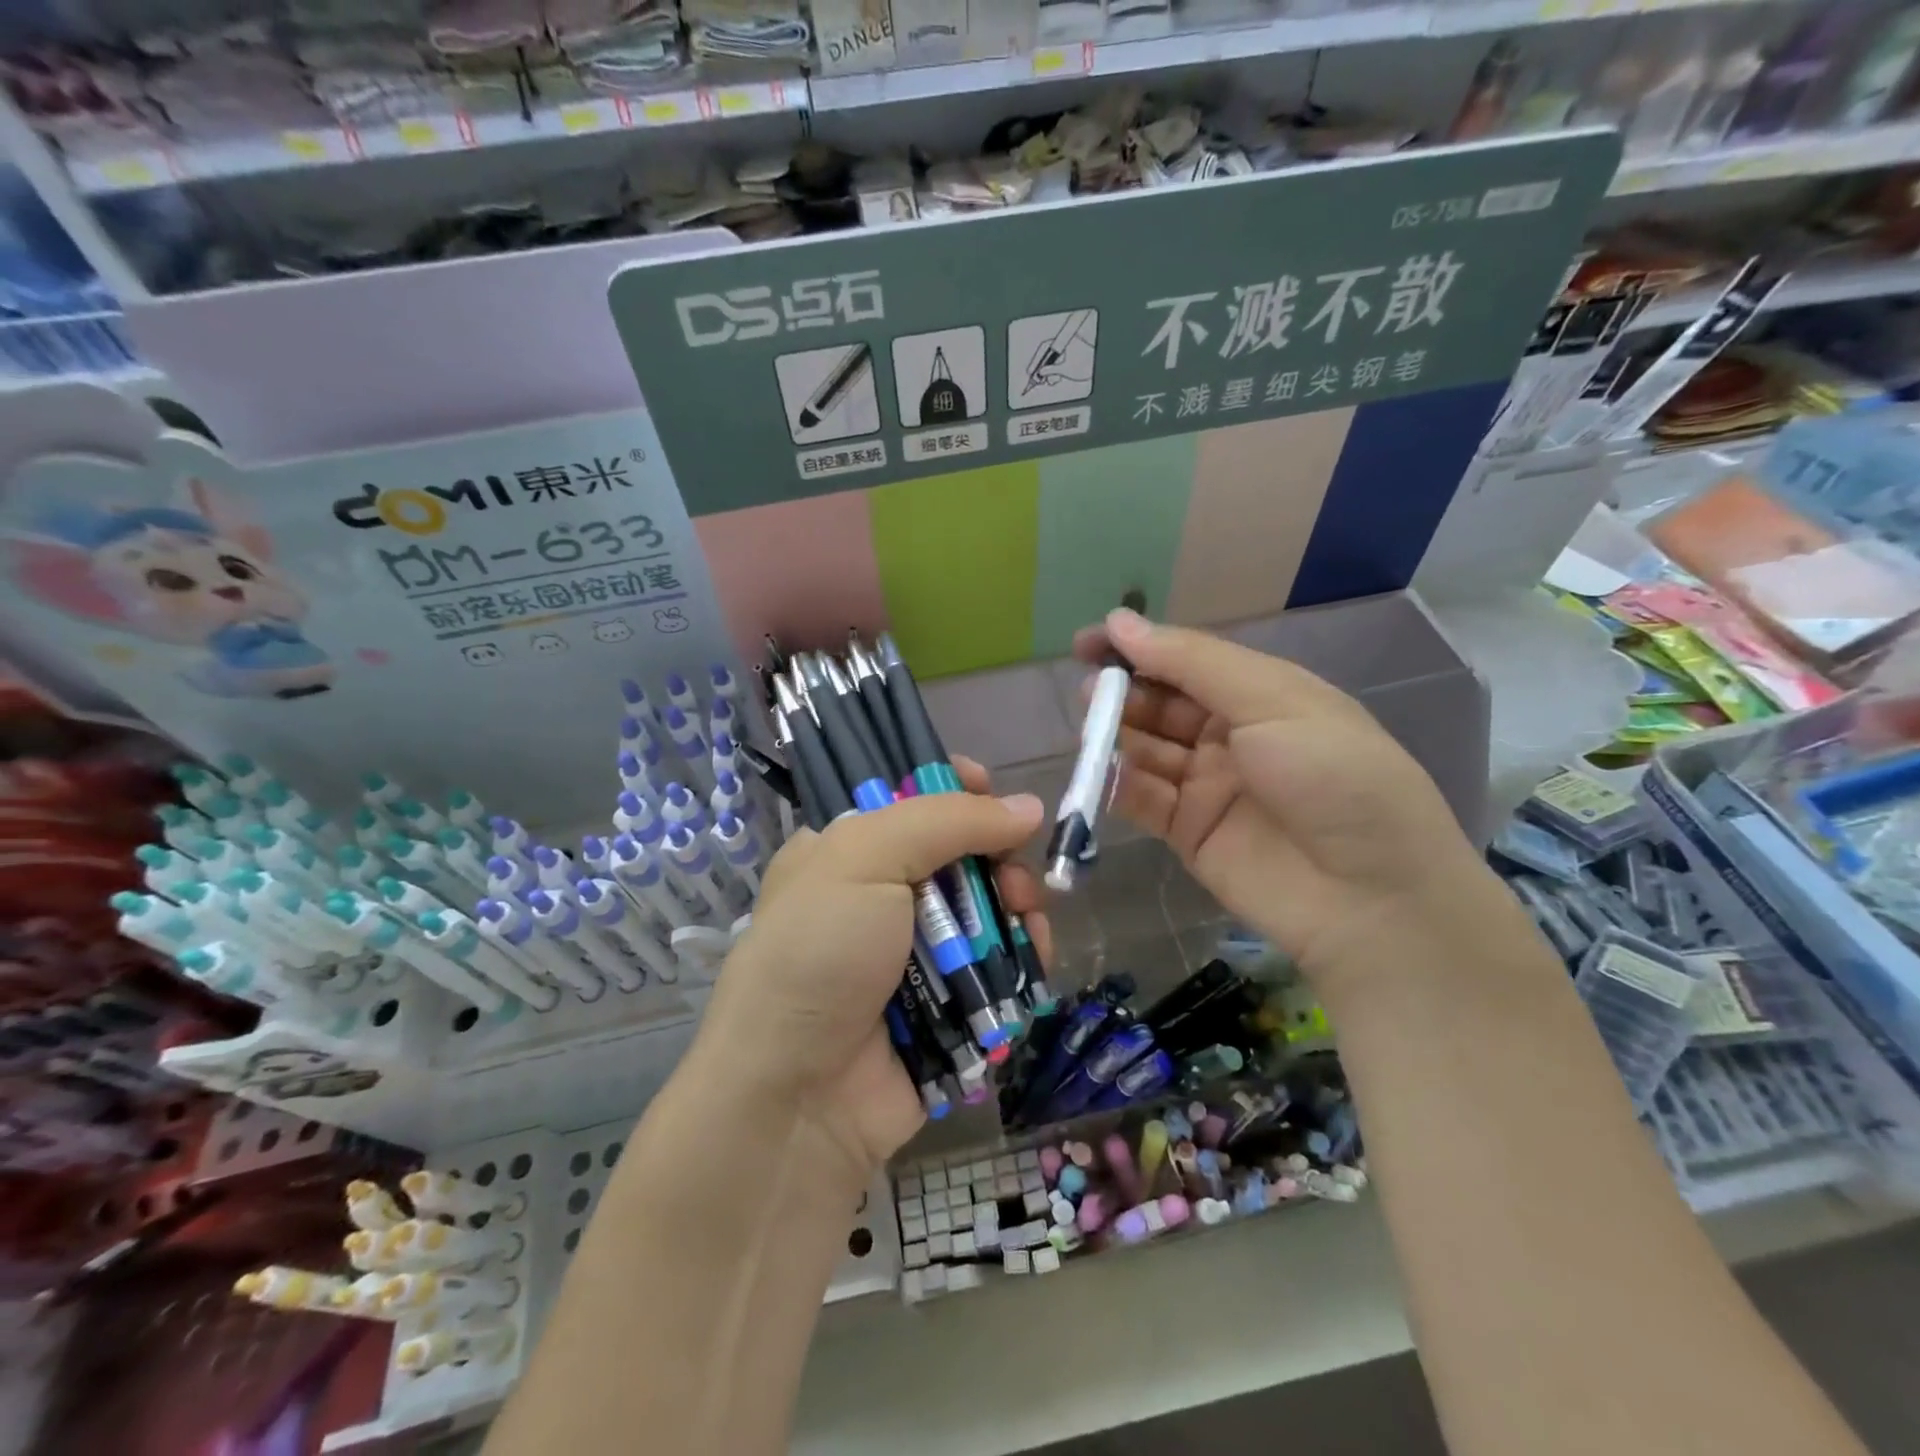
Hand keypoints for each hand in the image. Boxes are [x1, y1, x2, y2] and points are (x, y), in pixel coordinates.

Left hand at [695, 759, 1048, 1183]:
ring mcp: (917, 955)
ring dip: (1018, 908)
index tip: (989, 788)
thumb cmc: (819, 954)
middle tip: (1013, 876)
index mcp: (847, 853)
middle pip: (962, 855)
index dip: (954, 789)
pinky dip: (1023, 958)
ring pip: (990, 911)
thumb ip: (948, 820)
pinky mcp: (950, 1005)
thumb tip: (1028, 807)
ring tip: (1027, 922)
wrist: (797, 1097)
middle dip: (998, 856)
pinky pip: (1001, 968)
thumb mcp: (864, 860)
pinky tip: (1033, 958)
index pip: (909, 801)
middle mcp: (881, 898)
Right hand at [1074, 608, 1513, 1005]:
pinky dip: (1118, 784)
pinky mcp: (1188, 833)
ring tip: (1090, 727)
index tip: (1088, 641)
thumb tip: (1120, 621)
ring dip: (1116, 735)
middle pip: (1162, 704)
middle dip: (1125, 692)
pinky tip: (1100, 773)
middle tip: (1089, 692)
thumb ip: (1192, 663)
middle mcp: (1231, 736)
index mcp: (1262, 695)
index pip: (1188, 661)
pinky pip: (1143, 799)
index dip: (1139, 648)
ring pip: (1146, 749)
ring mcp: (1208, 786)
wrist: (1372, 899)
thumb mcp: (1274, 701)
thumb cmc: (1335, 778)